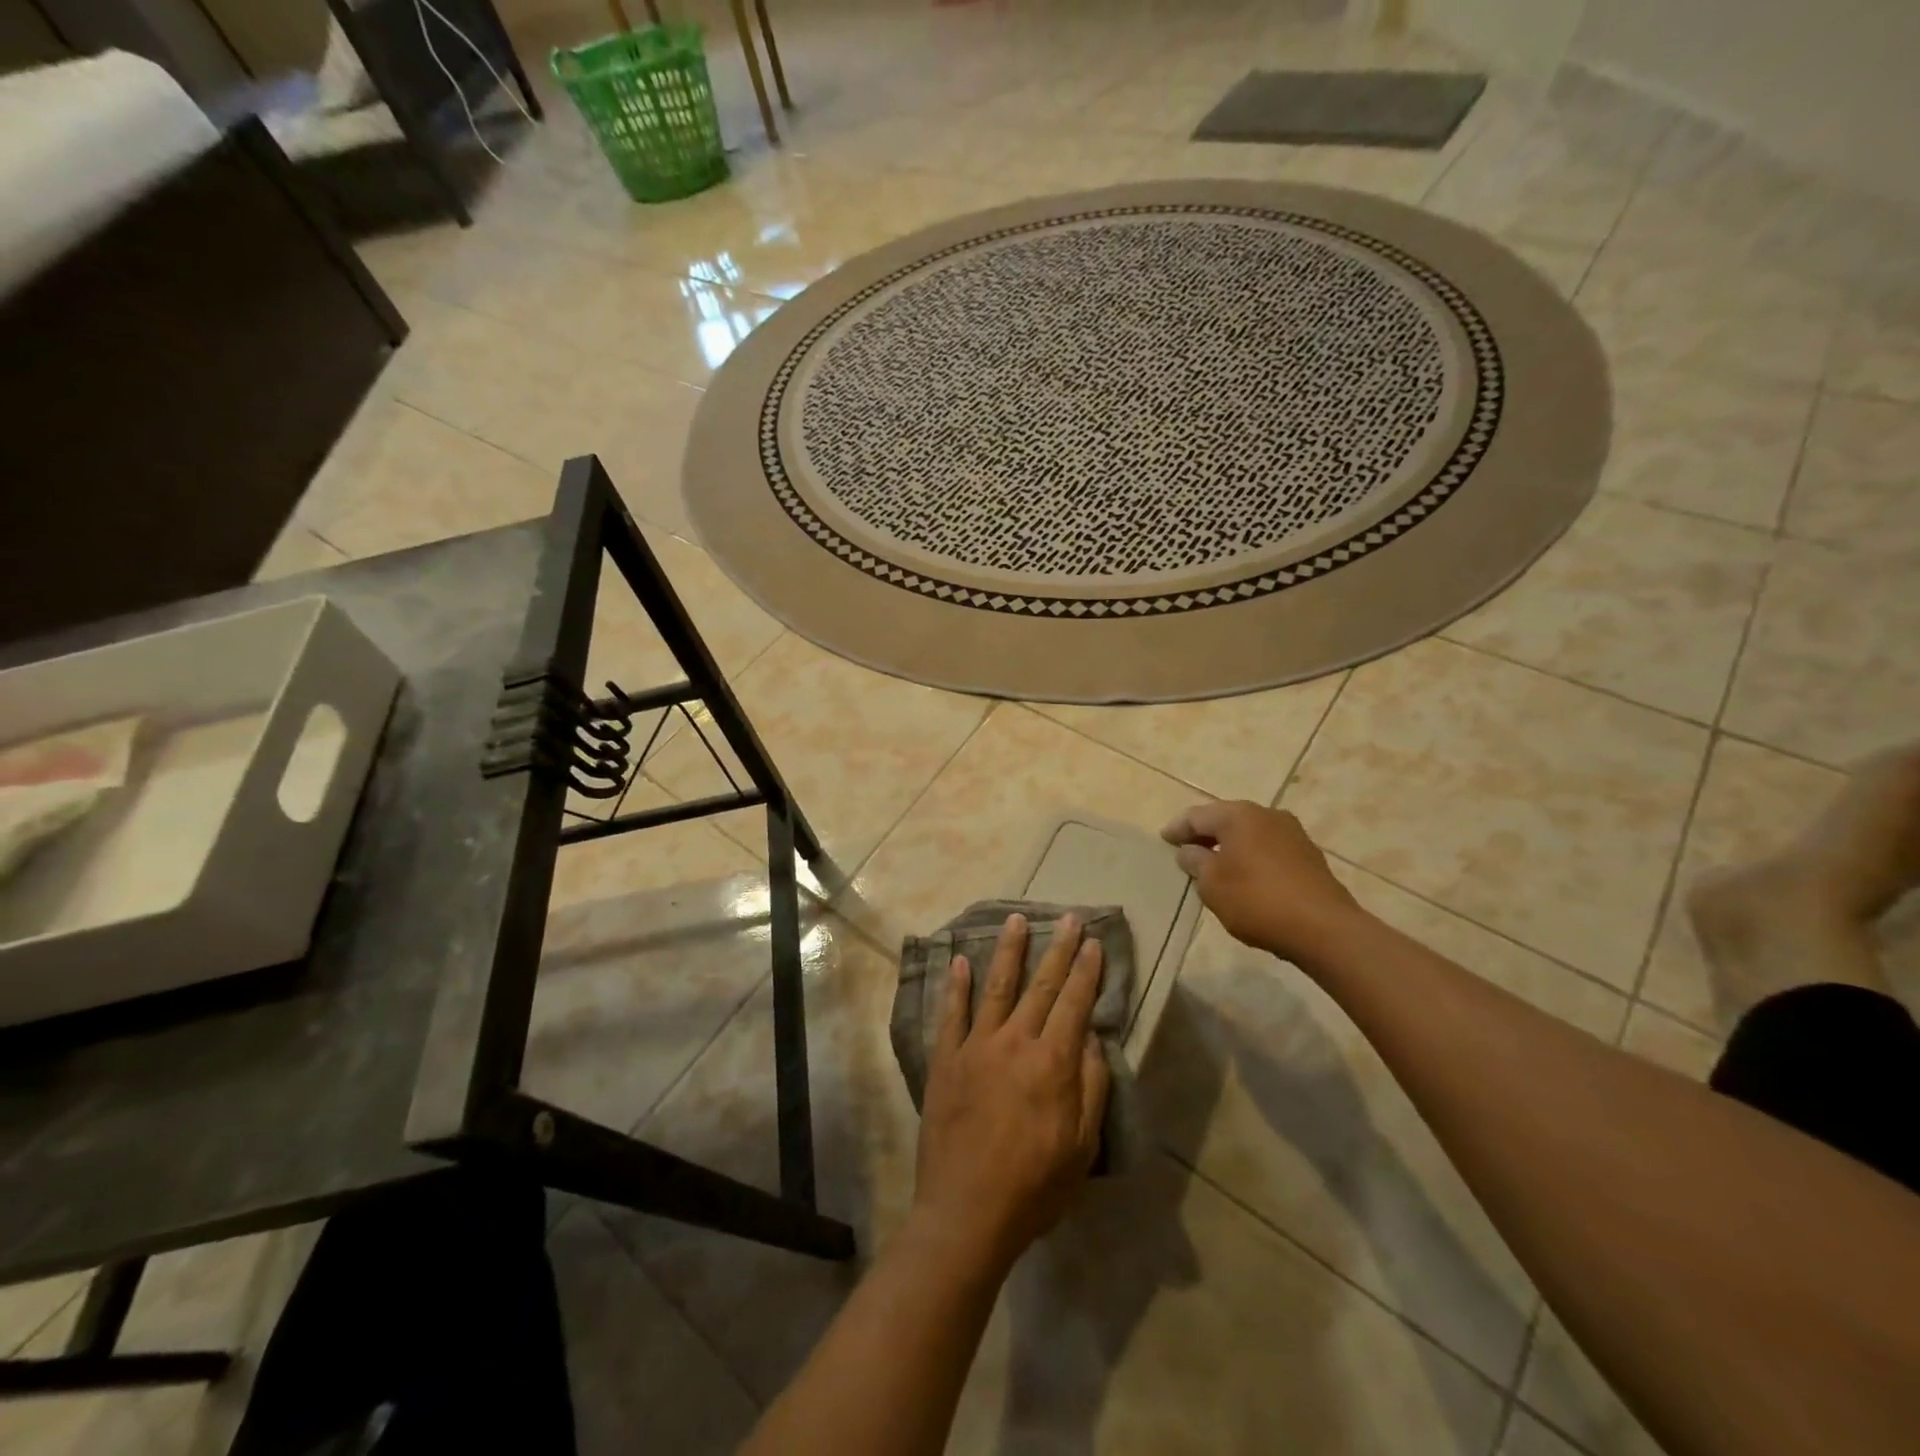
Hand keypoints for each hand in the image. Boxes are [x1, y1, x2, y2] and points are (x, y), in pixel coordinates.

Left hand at [911, 914, 1109, 1274]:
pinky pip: (951, 1014)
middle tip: (1068, 917)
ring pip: (997, 987)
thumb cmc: (1034, 1187)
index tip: (1094, 942)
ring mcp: (975, 1047)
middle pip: (1041, 986)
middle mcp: (1015, 1042)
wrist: (966, 1213)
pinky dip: (956, 985)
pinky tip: (960, 960)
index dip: (1086, 971)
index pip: (1074, 1003)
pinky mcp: (945, 1060)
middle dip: (1058, 950)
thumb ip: (1090, 1086)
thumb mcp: (1082, 1147)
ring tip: (1017, 920)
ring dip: (1009, 951)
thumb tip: (1091, 1037)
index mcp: (1052, 1063)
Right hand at [1161, 801, 1362, 959]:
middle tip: (1185, 850)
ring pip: (1249, 834)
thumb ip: (1195, 862)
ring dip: (1229, 846)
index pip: (1197, 815)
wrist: (1325, 929)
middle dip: (1204, 834)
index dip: (1177, 828)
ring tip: (1213, 865)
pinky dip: (1250, 857)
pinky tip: (1245, 877)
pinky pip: (1268, 849)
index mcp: (1238, 815)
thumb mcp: (1212, 884)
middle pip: (1225, 819)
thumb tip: (1190, 851)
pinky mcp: (1308, 856)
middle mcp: (1266, 814)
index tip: (1163, 840)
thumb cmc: (1257, 900)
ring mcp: (1292, 833)